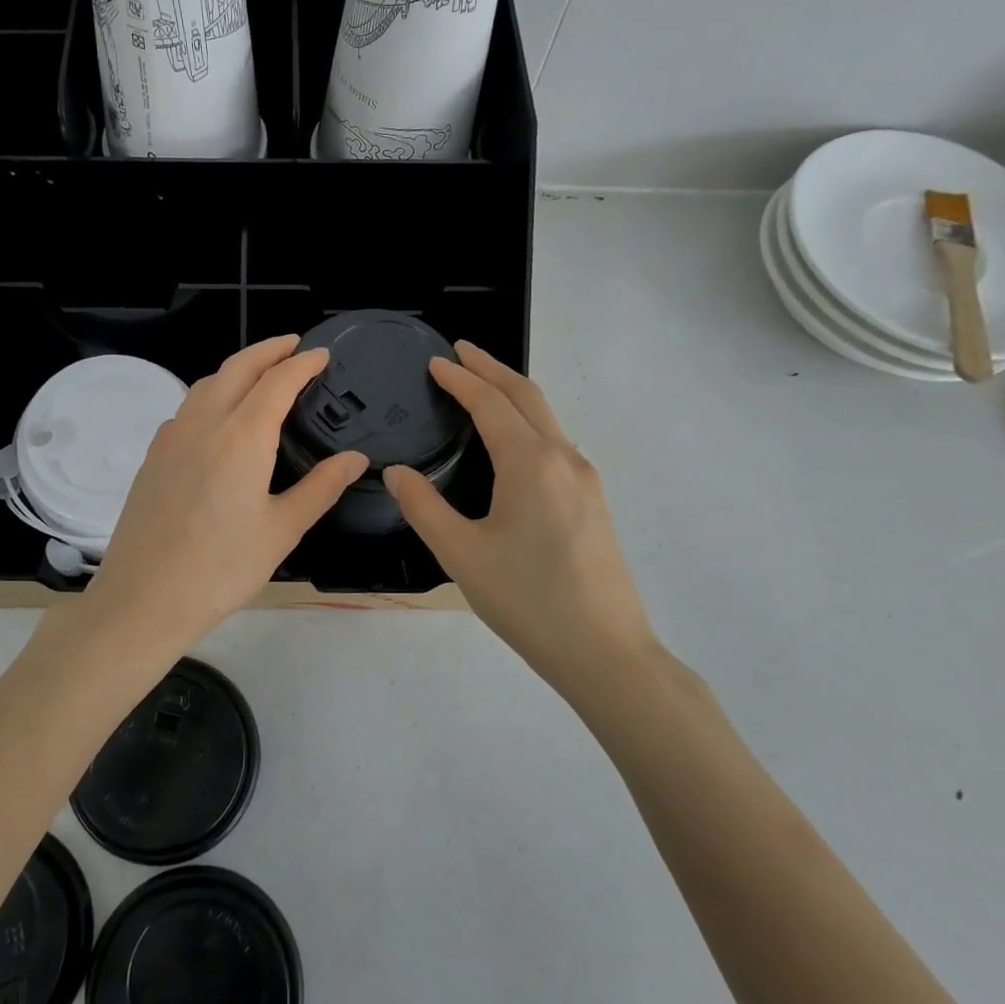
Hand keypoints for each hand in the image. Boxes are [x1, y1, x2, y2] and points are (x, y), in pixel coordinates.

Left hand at [76, 335, 367, 662]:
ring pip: (207, 384)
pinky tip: (220, 419)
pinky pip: (187, 409)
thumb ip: (321, 487)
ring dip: (237, 369)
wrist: (144, 598)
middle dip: (268, 350)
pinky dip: (211, 395)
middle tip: (293, 346)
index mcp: (242, 436)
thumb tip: (356, 458)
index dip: (303, 363)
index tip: (323, 354)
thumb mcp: (283, 530)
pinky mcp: (153, 456)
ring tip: (261, 376)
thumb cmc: (222, 569)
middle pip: (237, 367)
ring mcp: (171, 437)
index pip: (278, 381)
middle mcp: (204, 423)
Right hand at [384, 342, 662, 694]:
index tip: (435, 361)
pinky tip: (511, 442)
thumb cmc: (527, 600)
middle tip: (460, 352)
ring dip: (513, 394)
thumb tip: (398, 471)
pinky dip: (528, 422)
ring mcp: (585, 480)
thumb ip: (424, 506)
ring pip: (546, 418)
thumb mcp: (462, 554)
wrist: (605, 651)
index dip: (460, 379)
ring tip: (481, 388)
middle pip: (527, 396)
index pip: (490, 403)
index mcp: (531, 463)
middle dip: (492, 368)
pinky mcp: (593, 502)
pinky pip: (555, 443)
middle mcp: (563, 459)